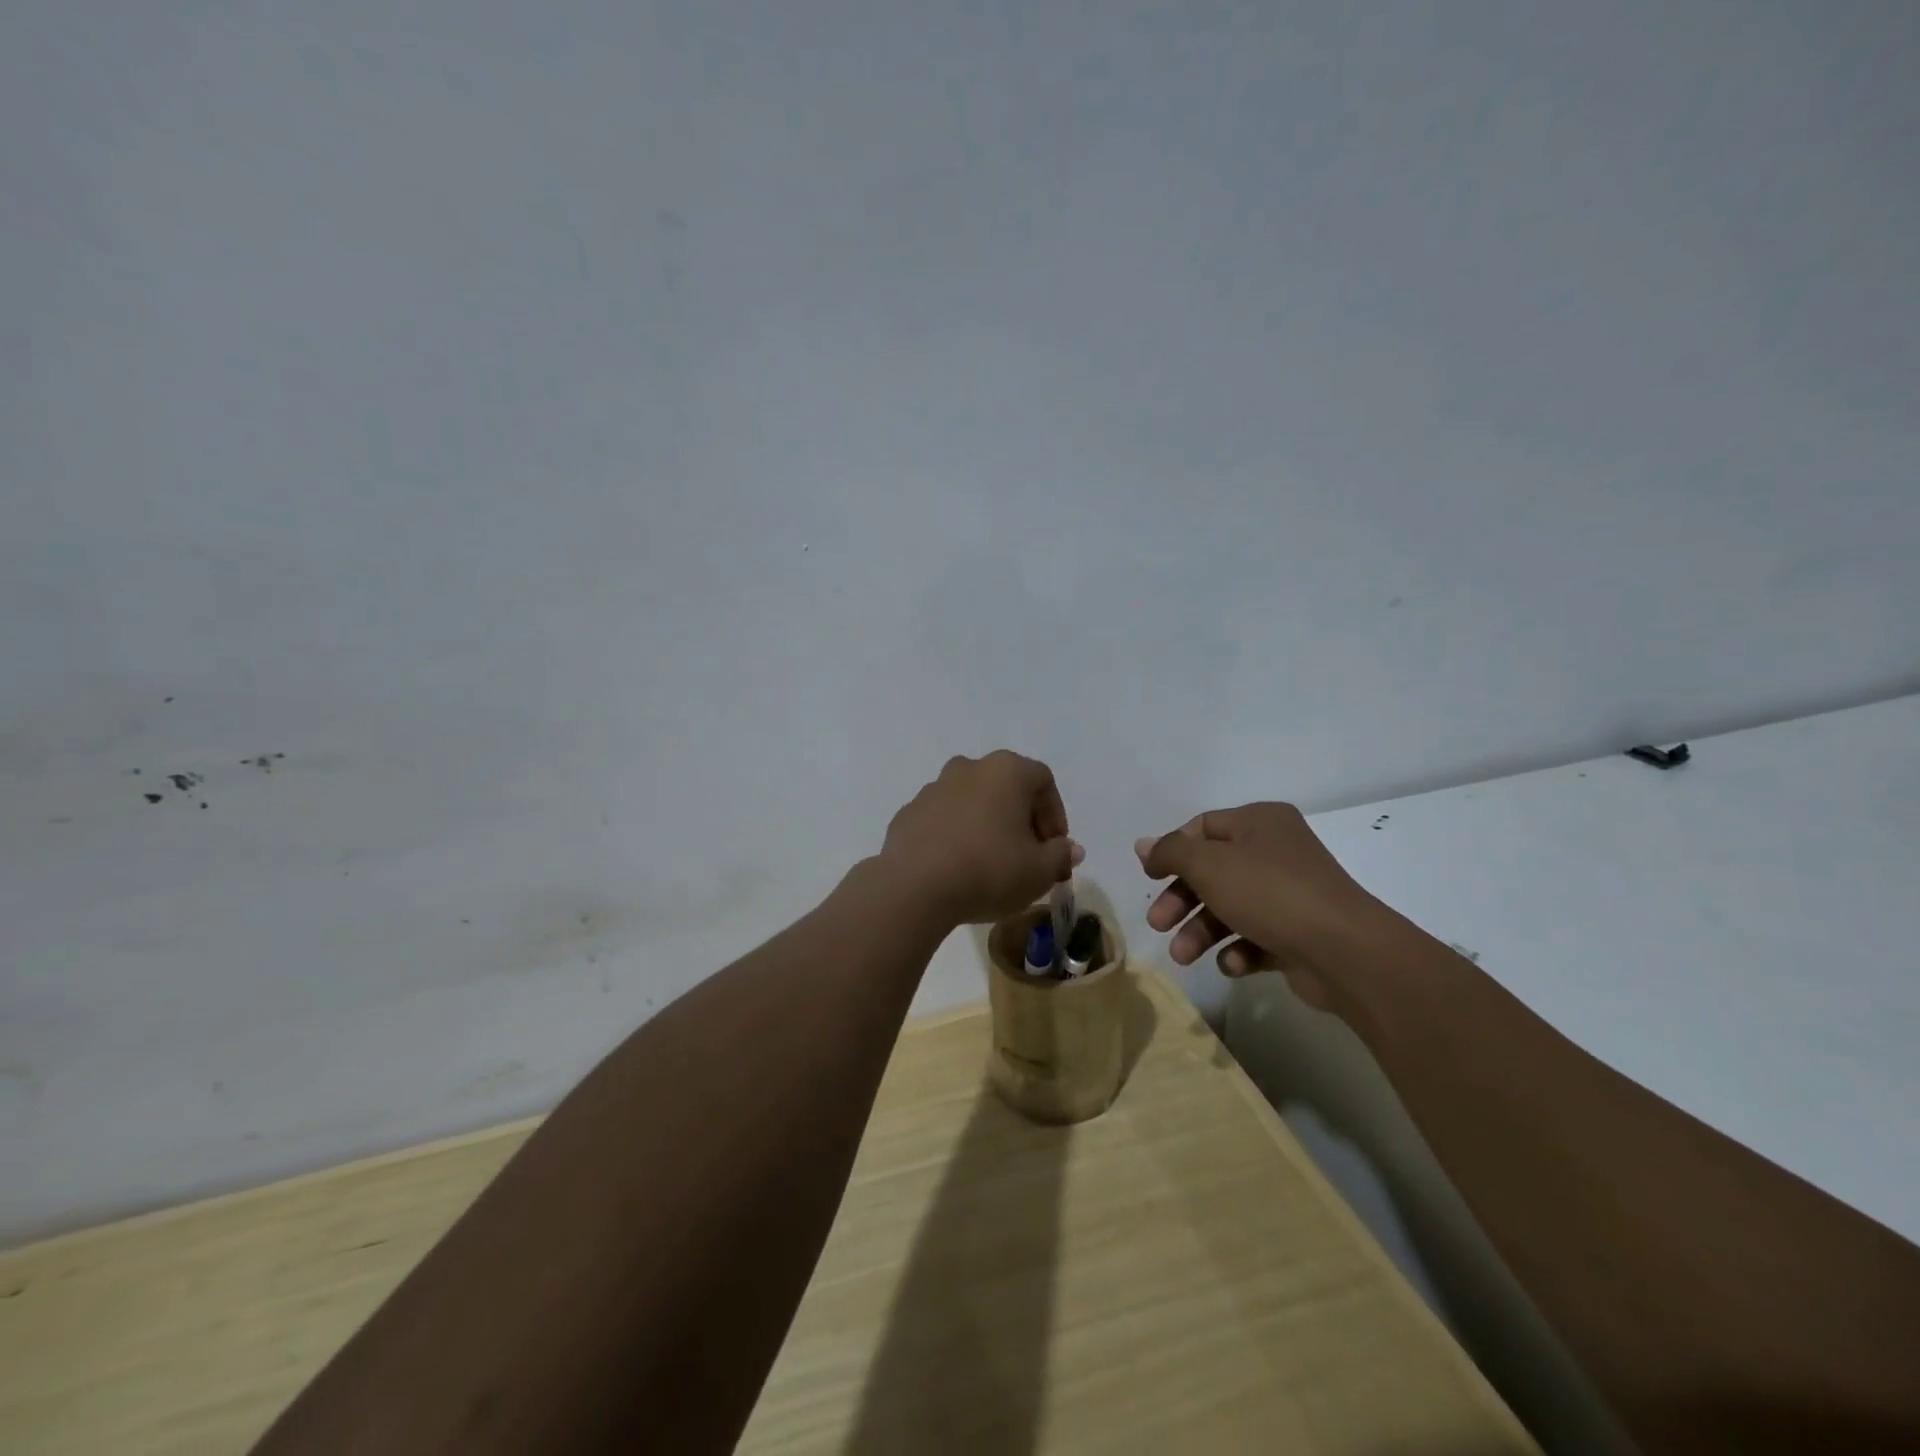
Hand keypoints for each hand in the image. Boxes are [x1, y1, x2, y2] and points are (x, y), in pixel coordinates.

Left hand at [882, 752, 1083, 925]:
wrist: (914, 887)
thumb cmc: (989, 870)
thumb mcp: (1039, 871)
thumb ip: (1060, 855)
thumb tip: (1069, 849)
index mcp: (1006, 771)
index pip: (1043, 781)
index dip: (1055, 815)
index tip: (1055, 848)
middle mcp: (969, 768)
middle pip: (1006, 787)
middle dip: (1021, 819)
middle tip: (1028, 856)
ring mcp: (933, 788)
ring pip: (972, 801)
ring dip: (986, 825)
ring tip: (991, 863)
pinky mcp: (908, 812)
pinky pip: (943, 820)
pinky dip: (955, 835)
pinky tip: (957, 867)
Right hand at [1135, 803, 1389, 1022]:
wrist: (1345, 952)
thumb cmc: (1269, 893)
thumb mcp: (1208, 864)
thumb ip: (1170, 852)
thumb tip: (1144, 846)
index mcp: (1260, 822)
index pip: (1202, 828)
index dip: (1172, 851)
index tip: (1150, 878)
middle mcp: (1276, 852)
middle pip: (1212, 872)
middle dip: (1181, 900)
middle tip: (1157, 924)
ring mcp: (1290, 894)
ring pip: (1230, 907)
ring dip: (1201, 931)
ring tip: (1184, 956)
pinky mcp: (1298, 933)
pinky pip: (1256, 937)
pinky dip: (1237, 950)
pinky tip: (1232, 964)